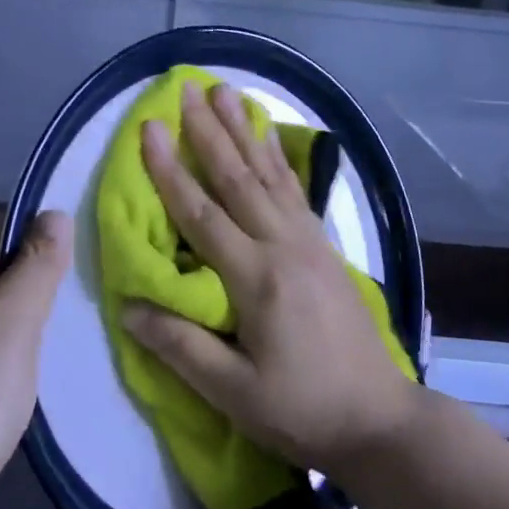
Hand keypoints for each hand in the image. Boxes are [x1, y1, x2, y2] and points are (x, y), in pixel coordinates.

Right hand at [122, 80, 419, 475]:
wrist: (379, 419)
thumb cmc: (302, 410)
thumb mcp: (234, 392)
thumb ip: (181, 347)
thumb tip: (129, 306)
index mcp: (256, 278)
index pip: (202, 213)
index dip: (170, 170)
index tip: (149, 128)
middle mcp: (284, 246)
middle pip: (238, 179)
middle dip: (208, 131)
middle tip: (187, 88)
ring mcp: (309, 243)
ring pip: (269, 175)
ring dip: (243, 131)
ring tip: (226, 92)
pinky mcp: (325, 248)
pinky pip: (295, 190)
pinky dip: (278, 158)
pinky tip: (269, 137)